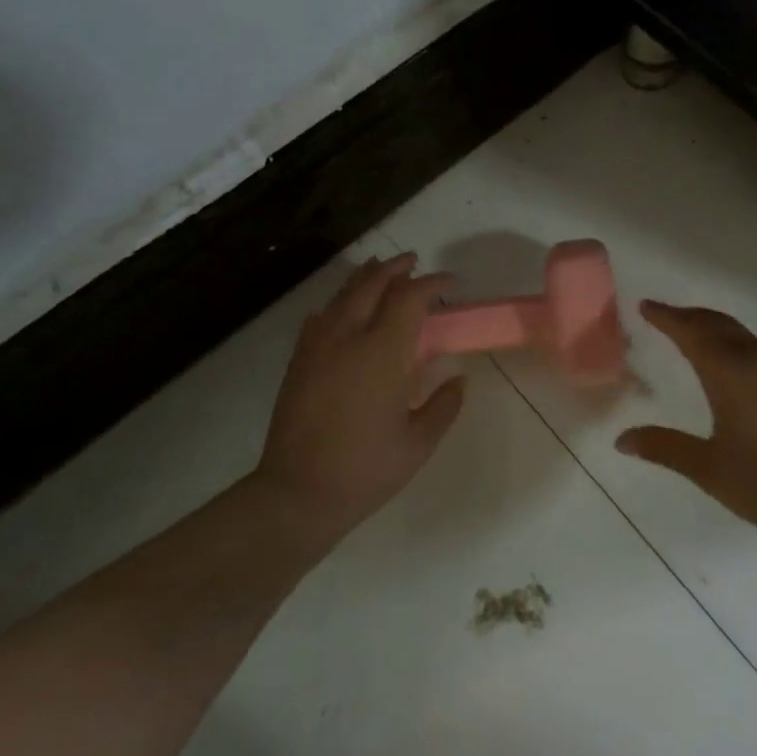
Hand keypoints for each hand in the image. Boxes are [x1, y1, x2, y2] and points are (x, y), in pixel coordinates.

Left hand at [255, 253, 465, 541]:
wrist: (298, 493)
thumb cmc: (366, 469)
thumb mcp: (418, 444)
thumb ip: (444, 406)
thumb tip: (459, 380)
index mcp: (383, 353)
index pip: (409, 299)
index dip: (431, 283)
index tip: (449, 281)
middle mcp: (348, 338)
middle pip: (372, 284)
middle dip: (395, 267)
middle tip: (413, 262)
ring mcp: (318, 347)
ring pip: (342, 295)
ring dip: (365, 277)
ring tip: (380, 269)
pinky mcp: (299, 361)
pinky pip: (320, 317)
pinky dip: (337, 304)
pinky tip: (342, 309)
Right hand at [616, 301, 756, 545]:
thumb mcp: (712, 469)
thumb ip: (667, 449)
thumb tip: (622, 439)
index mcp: (729, 370)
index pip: (690, 330)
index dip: (666, 316)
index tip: (645, 305)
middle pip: (718, 323)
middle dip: (689, 316)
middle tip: (665, 316)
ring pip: (742, 335)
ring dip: (714, 328)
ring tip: (695, 337)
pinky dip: (736, 345)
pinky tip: (737, 368)